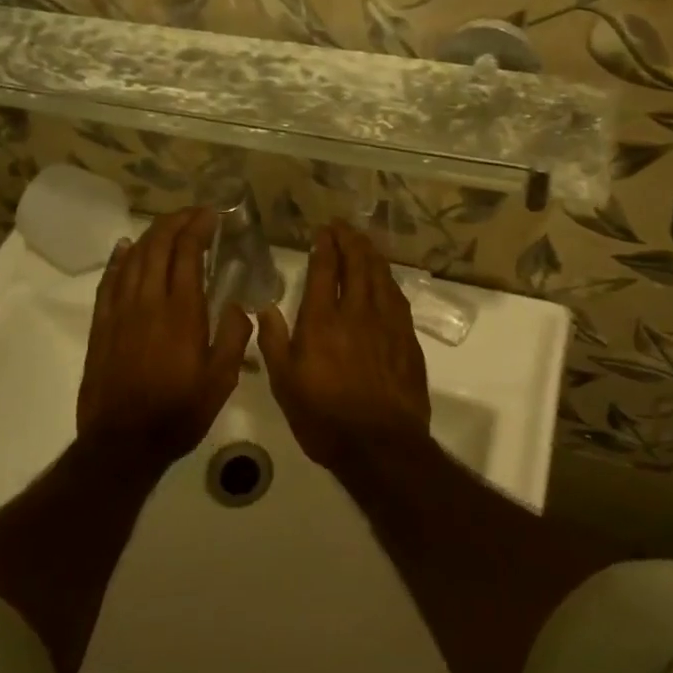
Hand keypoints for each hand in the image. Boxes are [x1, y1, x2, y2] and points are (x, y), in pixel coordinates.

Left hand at [77, 207, 251, 470]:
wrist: (123, 442)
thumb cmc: (179, 412)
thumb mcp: (221, 380)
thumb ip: (233, 337)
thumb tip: (237, 305)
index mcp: (181, 312)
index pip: (187, 253)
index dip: (198, 227)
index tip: (212, 215)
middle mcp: (148, 301)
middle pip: (158, 246)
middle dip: (176, 222)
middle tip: (194, 214)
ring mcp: (120, 311)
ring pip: (133, 258)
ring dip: (151, 235)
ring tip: (168, 225)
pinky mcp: (102, 325)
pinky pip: (109, 281)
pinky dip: (119, 258)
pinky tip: (126, 247)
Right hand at [257, 222, 432, 472]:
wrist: (381, 445)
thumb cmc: (324, 418)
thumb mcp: (284, 385)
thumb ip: (274, 342)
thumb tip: (265, 308)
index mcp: (323, 320)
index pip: (326, 269)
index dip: (325, 246)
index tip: (323, 231)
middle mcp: (357, 312)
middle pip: (358, 264)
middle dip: (350, 240)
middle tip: (343, 227)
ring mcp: (387, 323)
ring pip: (381, 276)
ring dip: (371, 254)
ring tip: (363, 242)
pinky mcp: (407, 338)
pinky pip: (397, 297)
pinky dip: (388, 279)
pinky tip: (385, 279)